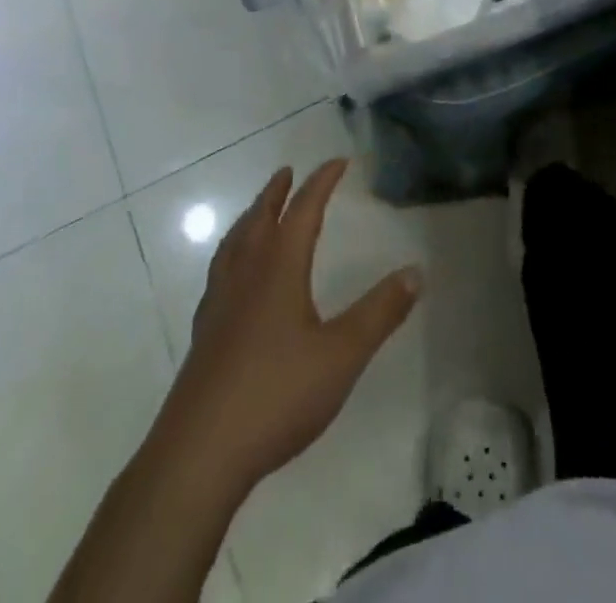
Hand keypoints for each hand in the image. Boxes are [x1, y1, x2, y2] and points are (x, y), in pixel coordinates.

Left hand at [167, 159, 420, 492]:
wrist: (199, 454)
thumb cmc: (277, 395)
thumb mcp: (343, 354)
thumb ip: (380, 311)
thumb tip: (416, 270)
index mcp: (279, 269)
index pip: (303, 210)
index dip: (322, 182)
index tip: (339, 161)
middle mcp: (246, 275)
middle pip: (260, 219)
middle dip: (276, 192)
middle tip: (287, 172)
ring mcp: (219, 305)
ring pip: (234, 244)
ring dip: (250, 219)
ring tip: (258, 212)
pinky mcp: (204, 335)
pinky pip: (219, 274)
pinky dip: (231, 255)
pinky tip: (234, 278)